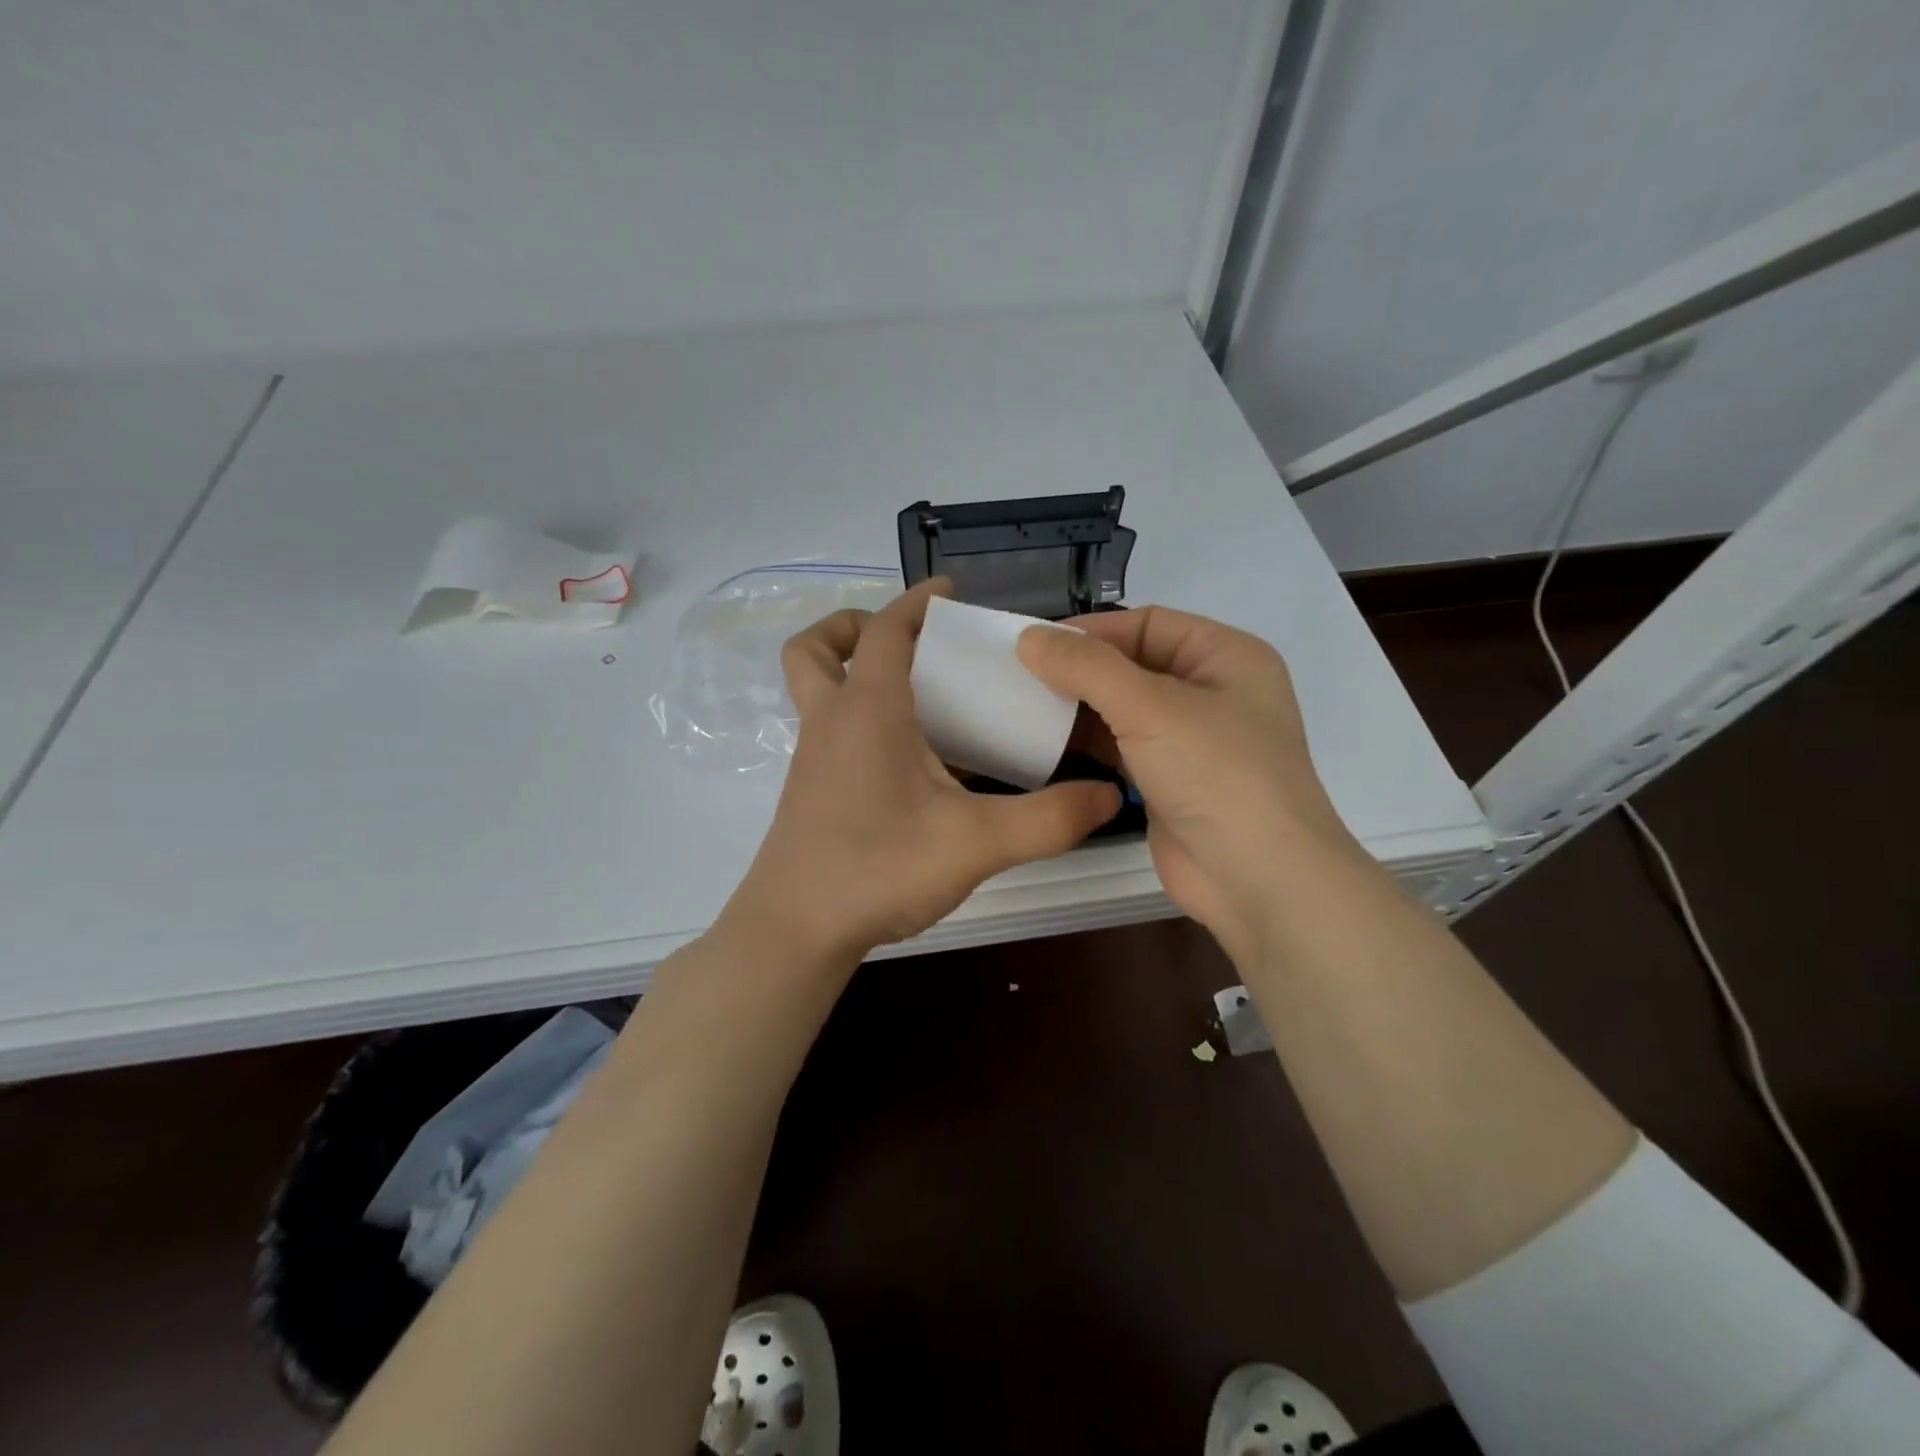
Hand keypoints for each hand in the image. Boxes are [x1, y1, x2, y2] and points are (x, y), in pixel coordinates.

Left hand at [725, 581, 1121, 959]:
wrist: (796, 931)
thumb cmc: (879, 868)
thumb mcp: (976, 842)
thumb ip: (1048, 819)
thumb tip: (1107, 796)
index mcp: (868, 710)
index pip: (887, 630)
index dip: (917, 601)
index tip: (950, 591)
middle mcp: (831, 722)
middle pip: (819, 649)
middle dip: (857, 627)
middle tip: (911, 644)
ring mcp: (814, 758)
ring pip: (817, 689)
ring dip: (854, 672)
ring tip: (919, 696)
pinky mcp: (811, 790)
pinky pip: (831, 729)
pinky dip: (860, 718)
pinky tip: (910, 760)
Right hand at [1017, 606, 1363, 965]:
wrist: (1258, 878)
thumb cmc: (1215, 773)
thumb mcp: (1149, 706)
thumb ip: (1086, 667)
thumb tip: (1028, 637)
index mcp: (1226, 656)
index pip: (1148, 623)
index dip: (1092, 631)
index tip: (1033, 644)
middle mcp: (1213, 691)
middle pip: (1135, 664)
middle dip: (1082, 670)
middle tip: (1020, 676)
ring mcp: (1194, 741)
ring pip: (1126, 708)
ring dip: (1081, 707)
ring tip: (1024, 707)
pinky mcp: (1173, 781)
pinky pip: (1124, 748)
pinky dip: (1090, 743)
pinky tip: (1048, 744)